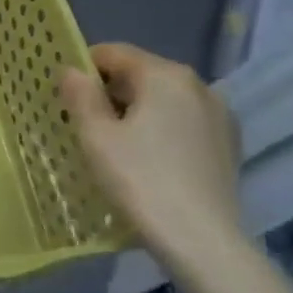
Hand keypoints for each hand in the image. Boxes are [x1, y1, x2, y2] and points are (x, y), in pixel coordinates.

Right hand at [59, 43, 244, 273]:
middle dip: (109, 92)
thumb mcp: (96, 136)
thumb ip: (80, 95)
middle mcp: (199, 86)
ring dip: (136, 112)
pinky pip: (183, 123)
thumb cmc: (139, 179)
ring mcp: (219, 115)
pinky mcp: (228, 144)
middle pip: (141, 74)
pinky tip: (147, 160)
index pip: (114, 53)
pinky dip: (160, 130)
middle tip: (83, 124)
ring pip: (164, 100)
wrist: (200, 239)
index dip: (83, 68)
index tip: (64, 95)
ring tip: (114, 145)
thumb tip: (71, 70)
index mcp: (165, 76)